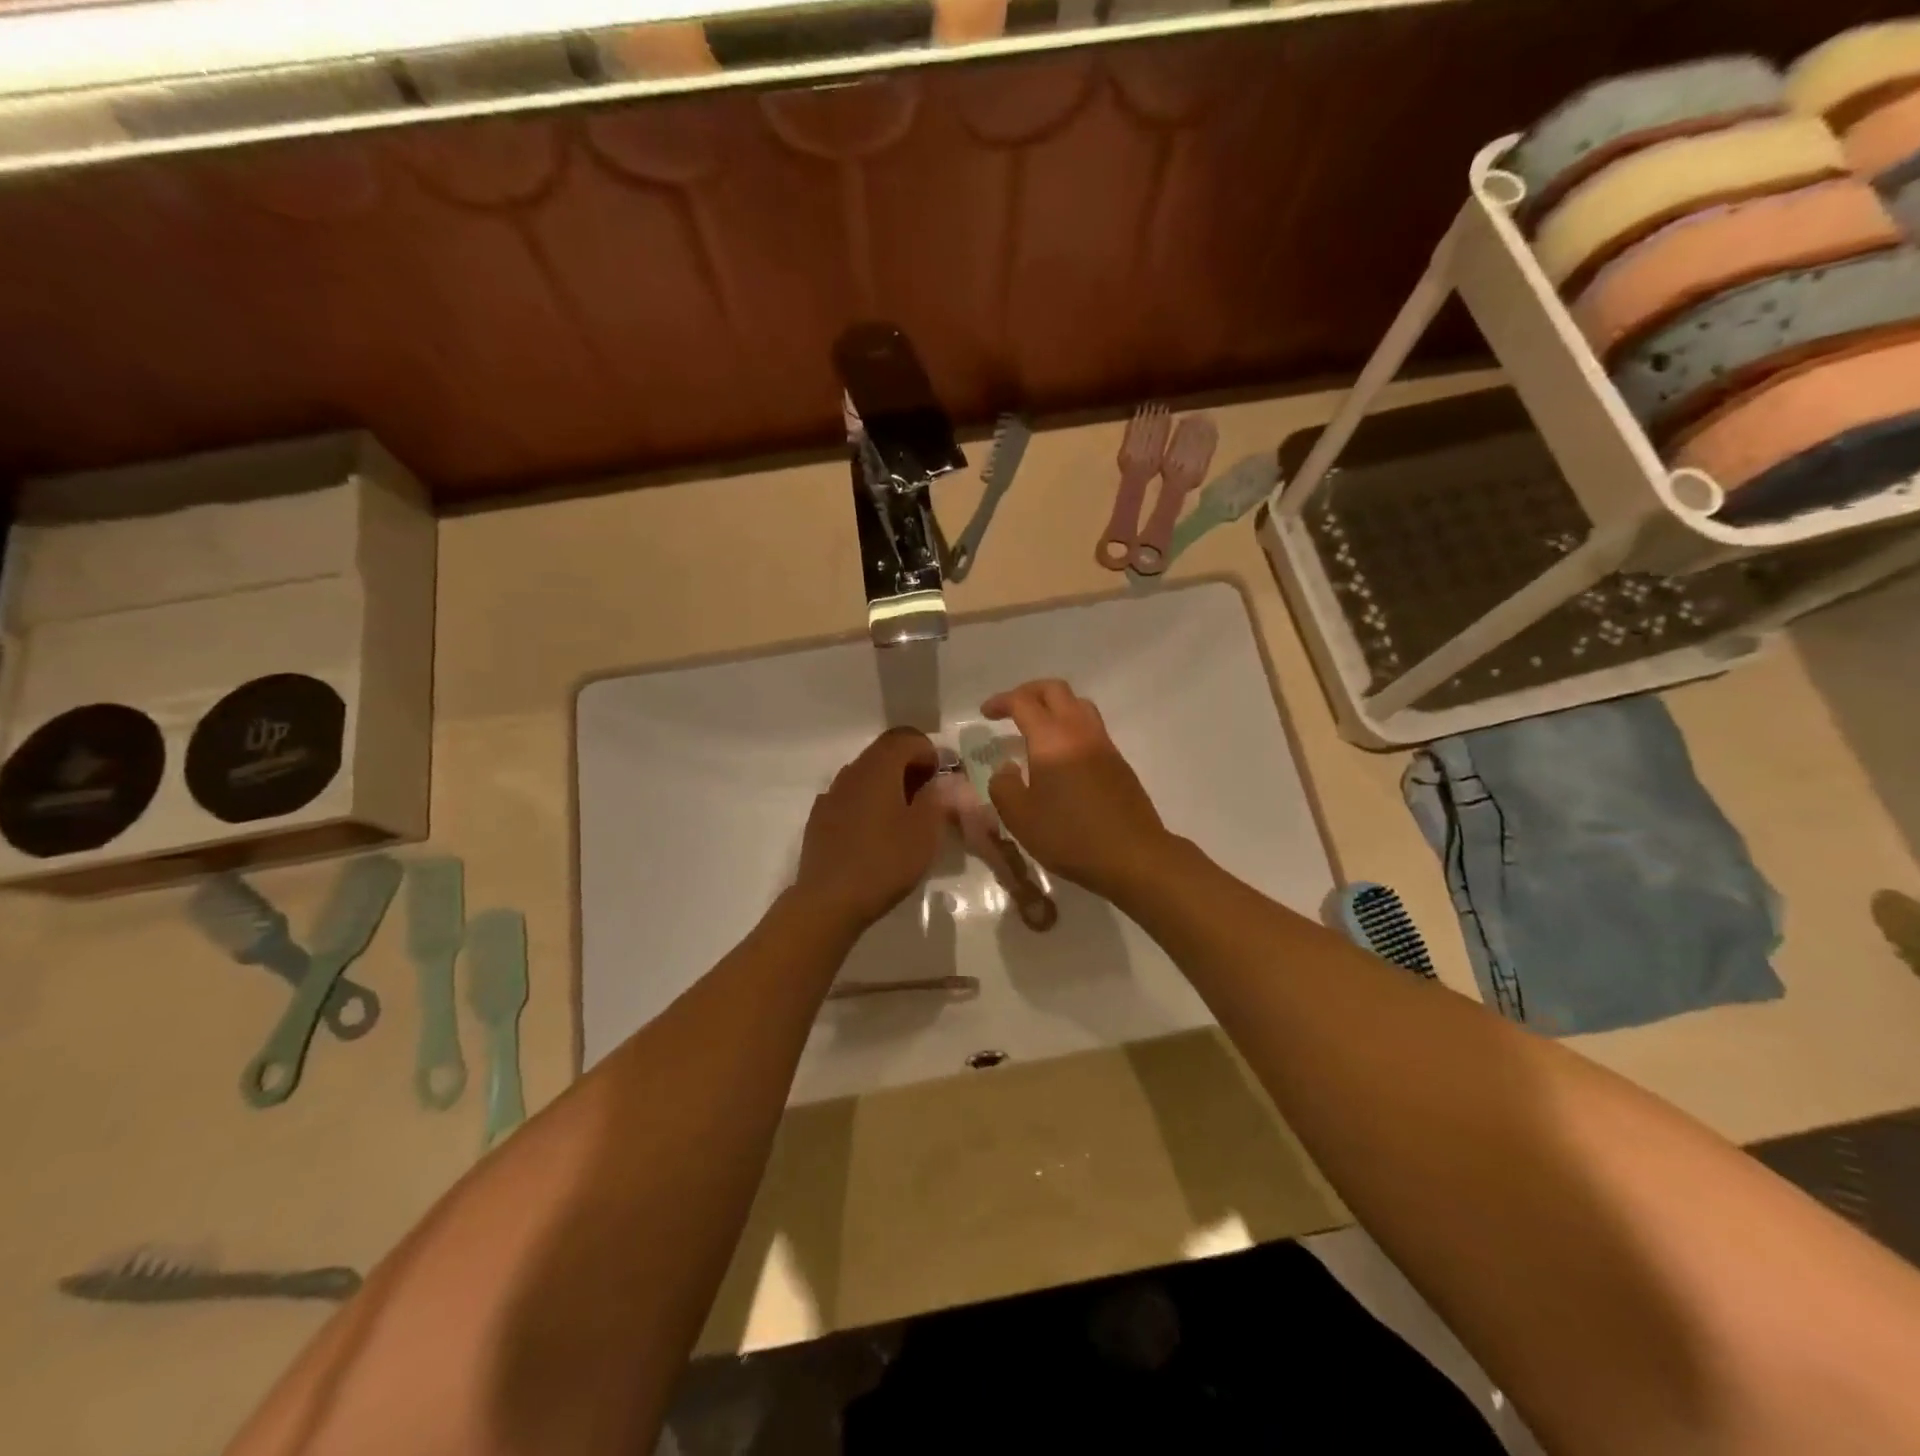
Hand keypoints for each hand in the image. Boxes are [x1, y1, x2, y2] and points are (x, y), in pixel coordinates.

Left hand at [793, 727, 944, 932]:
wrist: (828, 901)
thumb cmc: (884, 862)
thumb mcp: (925, 832)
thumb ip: (937, 798)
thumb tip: (941, 781)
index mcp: (878, 769)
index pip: (906, 738)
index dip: (929, 751)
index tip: (942, 779)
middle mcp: (851, 773)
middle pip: (884, 753)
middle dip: (910, 766)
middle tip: (930, 796)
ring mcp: (831, 795)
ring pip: (866, 775)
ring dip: (889, 785)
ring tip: (906, 817)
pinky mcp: (820, 819)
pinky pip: (850, 797)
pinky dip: (869, 803)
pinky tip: (876, 834)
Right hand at [981, 680, 1171, 900]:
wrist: (1133, 855)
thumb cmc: (1070, 836)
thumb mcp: (1020, 817)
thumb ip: (1003, 786)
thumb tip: (1006, 768)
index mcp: (1052, 739)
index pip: (1023, 702)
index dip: (1001, 702)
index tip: (985, 714)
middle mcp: (1080, 731)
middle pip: (1055, 690)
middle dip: (1029, 692)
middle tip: (1010, 709)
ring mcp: (1104, 744)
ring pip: (1078, 704)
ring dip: (1054, 706)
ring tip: (1036, 728)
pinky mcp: (1118, 761)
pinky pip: (1091, 727)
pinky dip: (1070, 726)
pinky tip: (1060, 755)